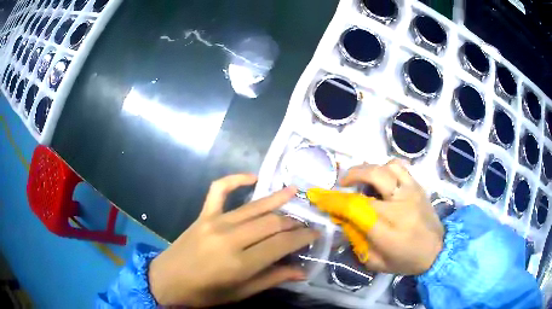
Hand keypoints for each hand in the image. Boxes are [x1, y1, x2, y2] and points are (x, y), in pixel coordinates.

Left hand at [148, 174, 319, 306]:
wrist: (167, 281)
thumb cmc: (204, 294)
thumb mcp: (240, 293)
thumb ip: (272, 279)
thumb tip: (302, 272)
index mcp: (239, 264)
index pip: (282, 244)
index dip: (303, 237)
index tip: (316, 233)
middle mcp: (229, 238)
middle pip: (271, 223)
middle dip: (294, 222)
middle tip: (306, 223)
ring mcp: (214, 222)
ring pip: (254, 207)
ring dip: (277, 199)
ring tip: (295, 191)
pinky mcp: (203, 215)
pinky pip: (219, 190)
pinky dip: (235, 179)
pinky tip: (252, 177)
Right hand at [319, 159, 443, 274]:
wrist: (437, 250)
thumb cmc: (405, 260)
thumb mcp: (375, 262)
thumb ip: (357, 241)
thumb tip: (343, 219)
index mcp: (387, 229)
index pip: (356, 206)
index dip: (334, 200)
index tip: (319, 196)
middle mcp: (400, 205)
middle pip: (373, 176)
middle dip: (351, 175)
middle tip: (342, 183)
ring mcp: (411, 192)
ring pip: (386, 167)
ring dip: (369, 170)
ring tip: (363, 180)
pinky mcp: (418, 187)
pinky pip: (400, 167)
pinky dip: (386, 168)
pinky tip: (382, 179)